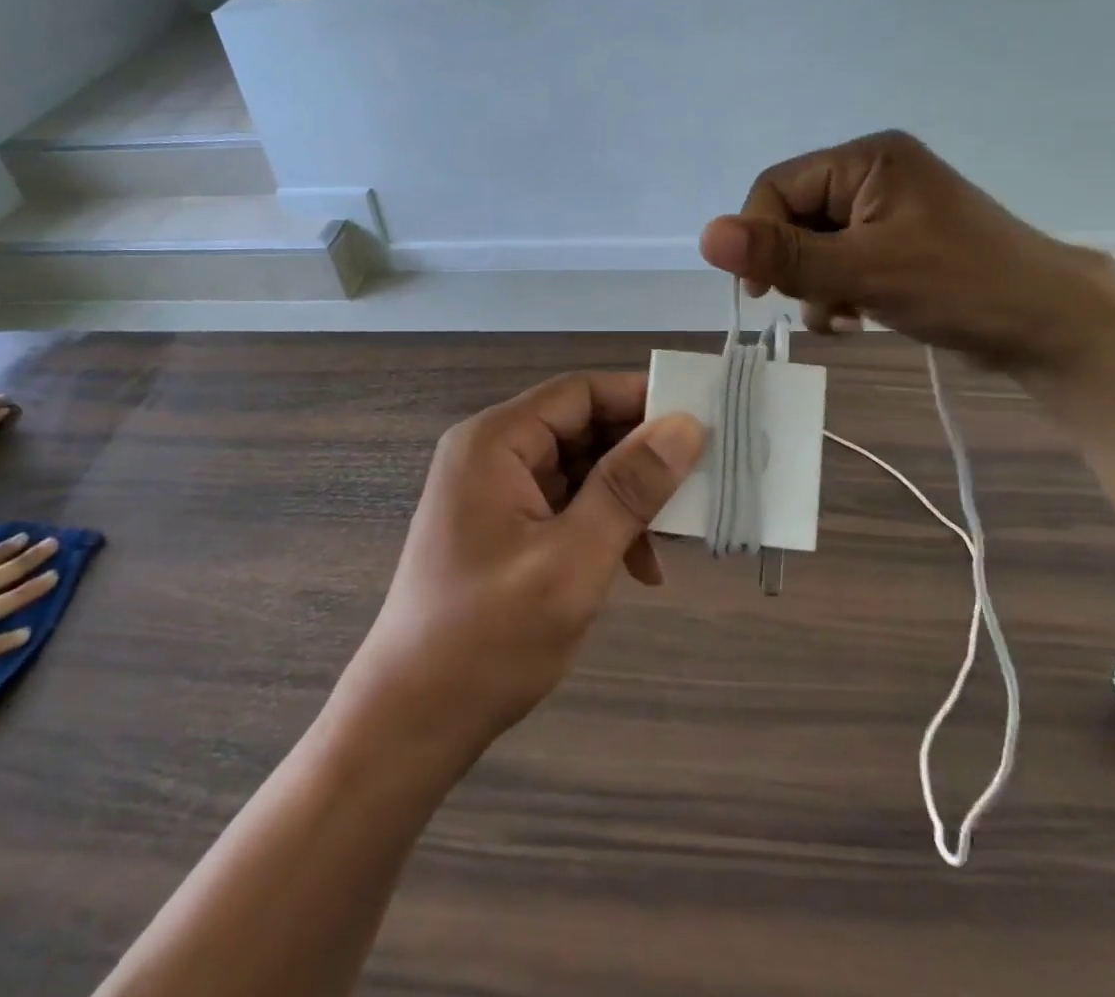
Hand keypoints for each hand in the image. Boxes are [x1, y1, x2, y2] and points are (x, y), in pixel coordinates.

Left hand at [349, 373, 703, 753]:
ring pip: (579, 468)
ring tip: (672, 539)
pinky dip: (603, 525)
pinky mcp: (502, 526)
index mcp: (496, 442)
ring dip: (626, 498)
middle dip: (639, 457)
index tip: (702, 424)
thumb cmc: (489, 639)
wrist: (412, 723)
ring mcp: (495, 491)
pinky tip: (637, 567)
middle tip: (699, 485)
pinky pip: (565, 503)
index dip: (642, 399)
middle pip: (581, 427)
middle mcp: (491, 453)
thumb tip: (686, 424)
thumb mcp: (573, 560)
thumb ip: (629, 488)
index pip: (581, 392)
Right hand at [699, 130, 1114, 368]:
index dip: (759, 238)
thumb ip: (782, 255)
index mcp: (866, 159)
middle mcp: (874, 173)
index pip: (777, 187)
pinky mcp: (899, 241)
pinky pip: (843, 259)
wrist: (1051, 326)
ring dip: (817, 286)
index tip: (761, 292)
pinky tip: (859, 317)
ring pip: (815, 244)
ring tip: (846, 316)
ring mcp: (889, 208)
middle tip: (821, 305)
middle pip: (795, 217)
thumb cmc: (959, 286)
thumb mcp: (861, 272)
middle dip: (797, 268)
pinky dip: (839, 291)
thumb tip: (705, 235)